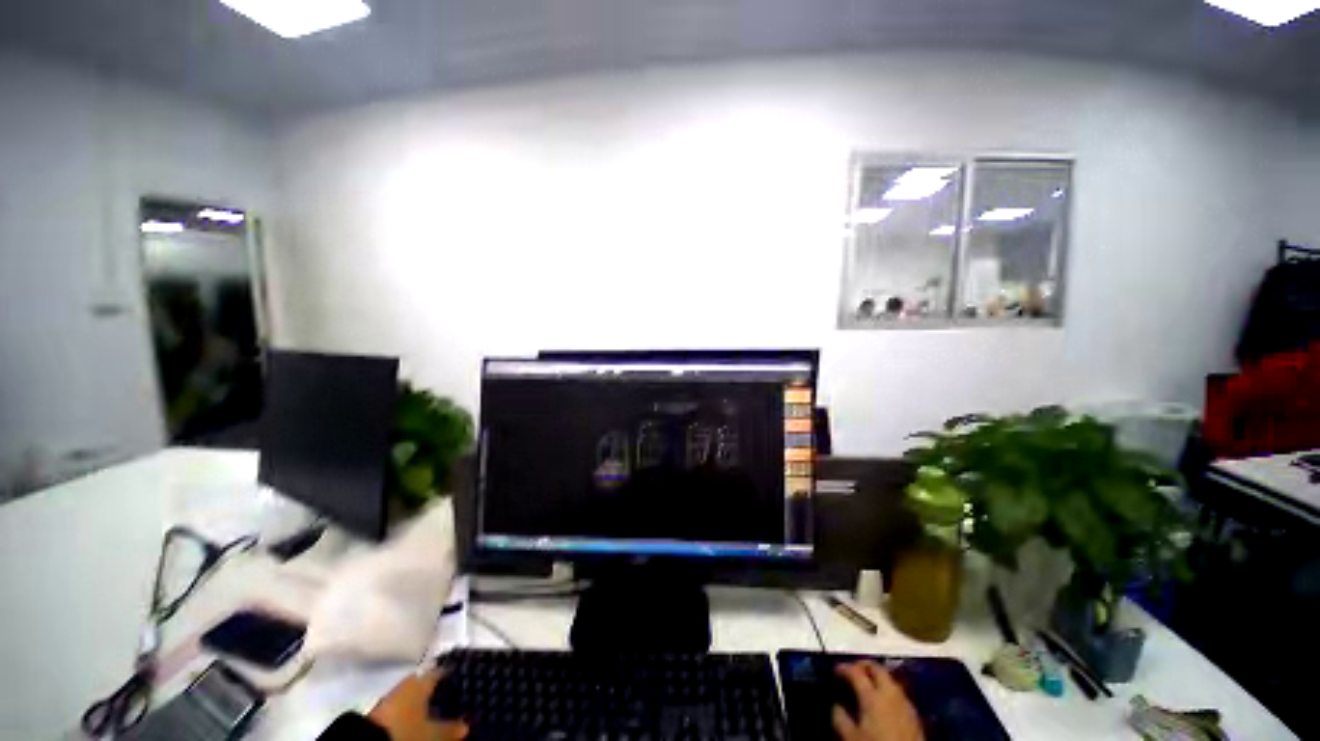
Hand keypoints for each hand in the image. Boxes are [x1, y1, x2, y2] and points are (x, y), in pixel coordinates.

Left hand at [368, 670, 468, 740]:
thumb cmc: (405, 730)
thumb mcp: (432, 734)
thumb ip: (450, 728)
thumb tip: (467, 725)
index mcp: (422, 679)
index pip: (442, 671)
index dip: (453, 677)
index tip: (465, 681)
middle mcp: (408, 683)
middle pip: (428, 685)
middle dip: (439, 693)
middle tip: (454, 700)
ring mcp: (393, 697)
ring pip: (415, 697)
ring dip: (425, 705)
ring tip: (439, 714)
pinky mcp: (382, 712)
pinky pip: (404, 708)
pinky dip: (413, 713)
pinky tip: (420, 721)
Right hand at [832, 662, 924, 740]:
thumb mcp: (851, 737)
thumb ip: (841, 718)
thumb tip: (836, 705)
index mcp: (872, 696)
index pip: (855, 672)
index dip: (843, 668)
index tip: (835, 670)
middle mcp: (890, 693)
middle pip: (876, 668)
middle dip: (863, 665)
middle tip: (853, 670)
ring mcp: (905, 702)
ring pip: (889, 679)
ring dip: (877, 677)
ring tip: (867, 684)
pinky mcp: (914, 714)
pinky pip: (898, 693)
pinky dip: (888, 690)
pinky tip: (883, 701)